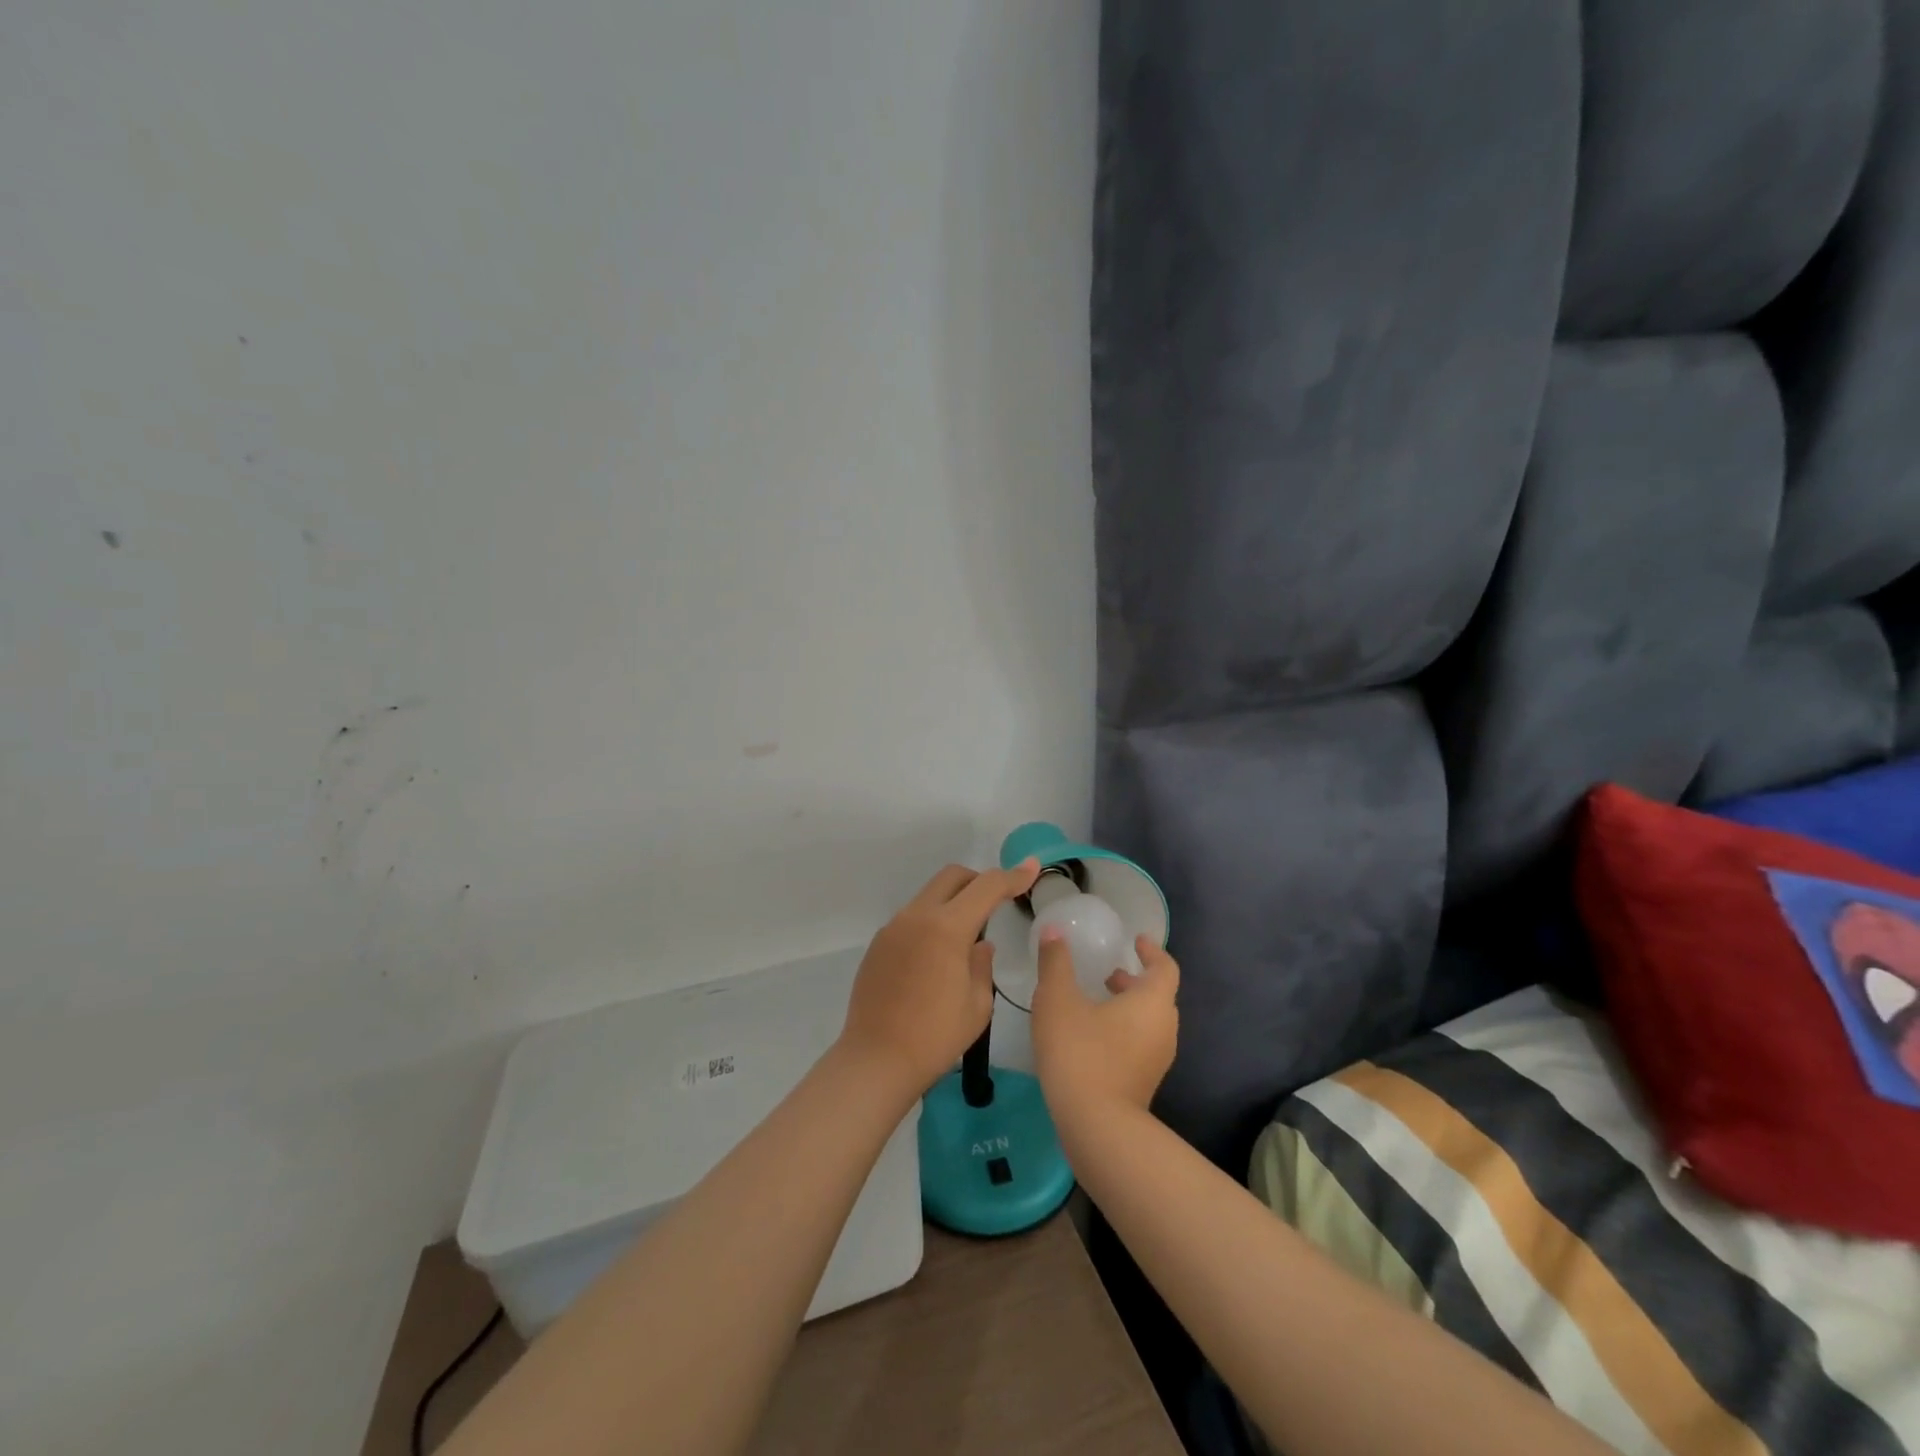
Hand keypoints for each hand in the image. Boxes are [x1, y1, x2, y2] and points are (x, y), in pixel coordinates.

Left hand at [837, 857, 1041, 1099]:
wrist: (876, 1061)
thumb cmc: (935, 1037)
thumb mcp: (977, 1004)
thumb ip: (982, 964)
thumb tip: (979, 944)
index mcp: (946, 928)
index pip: (986, 887)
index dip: (1013, 876)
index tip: (1031, 868)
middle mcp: (917, 917)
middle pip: (952, 877)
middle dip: (980, 881)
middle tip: (998, 902)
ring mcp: (893, 928)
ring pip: (930, 895)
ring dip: (953, 902)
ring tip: (967, 936)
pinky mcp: (879, 944)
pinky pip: (912, 918)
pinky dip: (932, 921)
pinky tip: (938, 956)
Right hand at [1032, 930, 1179, 1131]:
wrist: (1095, 1125)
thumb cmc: (1080, 1051)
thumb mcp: (1058, 999)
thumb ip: (1055, 962)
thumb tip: (1054, 930)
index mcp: (1152, 1002)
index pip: (1165, 967)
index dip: (1152, 951)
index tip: (1137, 941)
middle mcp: (1164, 1029)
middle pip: (1158, 996)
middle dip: (1135, 980)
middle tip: (1109, 973)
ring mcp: (1157, 1060)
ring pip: (1149, 1022)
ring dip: (1128, 1007)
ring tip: (1097, 1002)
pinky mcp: (1145, 1083)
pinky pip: (1141, 1045)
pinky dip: (1124, 1030)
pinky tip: (1092, 1037)